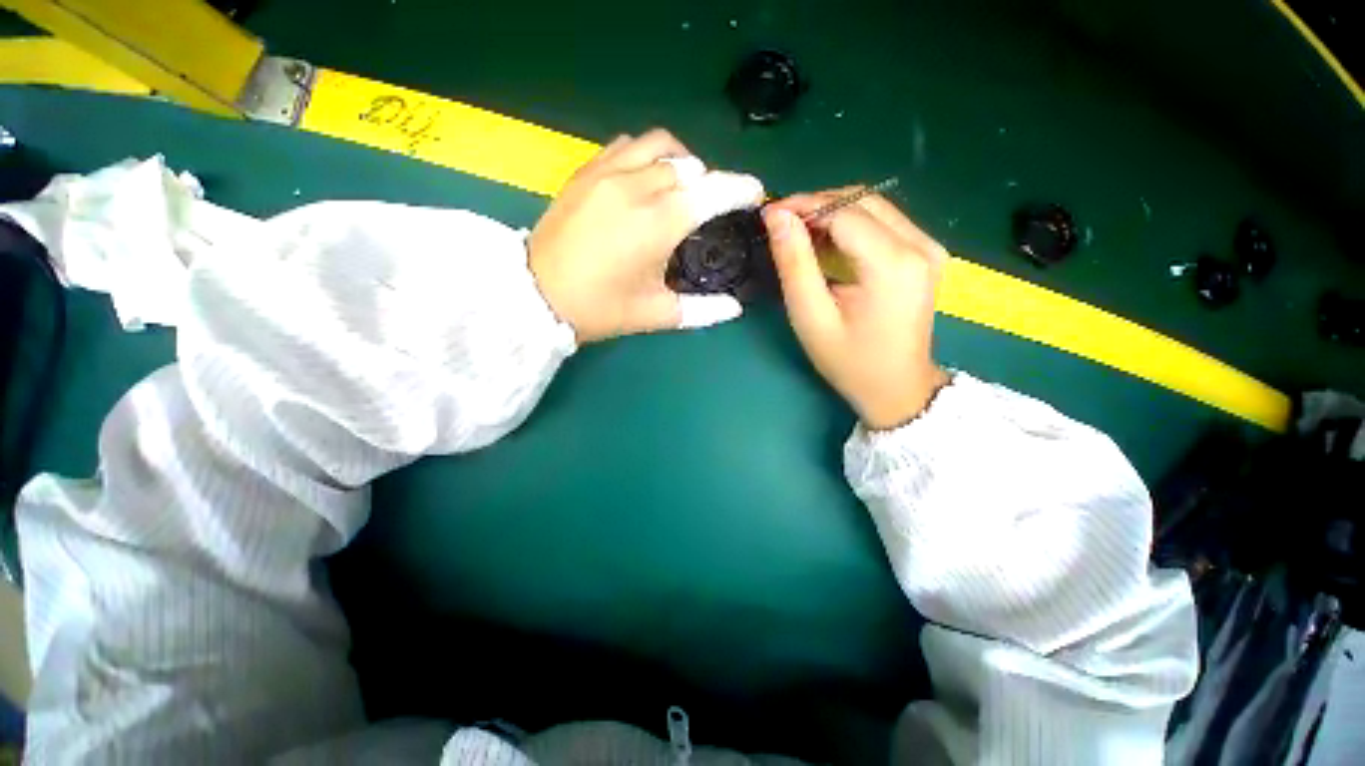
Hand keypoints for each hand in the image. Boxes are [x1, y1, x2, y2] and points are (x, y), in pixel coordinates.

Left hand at [528, 130, 760, 343]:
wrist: (537, 296)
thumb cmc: (601, 308)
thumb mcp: (656, 314)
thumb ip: (702, 310)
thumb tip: (734, 308)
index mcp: (660, 223)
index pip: (713, 191)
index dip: (739, 188)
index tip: (754, 193)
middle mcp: (637, 187)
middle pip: (689, 166)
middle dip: (709, 183)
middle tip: (709, 208)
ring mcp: (607, 173)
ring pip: (659, 145)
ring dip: (680, 161)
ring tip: (680, 187)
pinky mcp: (586, 171)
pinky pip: (625, 145)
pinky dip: (646, 155)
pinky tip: (644, 179)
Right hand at [763, 190, 950, 429]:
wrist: (897, 388)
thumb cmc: (849, 361)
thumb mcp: (811, 317)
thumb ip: (794, 264)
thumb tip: (777, 217)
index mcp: (893, 264)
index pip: (843, 211)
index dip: (803, 205)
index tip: (769, 213)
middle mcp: (920, 245)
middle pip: (861, 201)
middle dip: (817, 205)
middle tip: (781, 223)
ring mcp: (928, 248)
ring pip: (873, 207)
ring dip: (832, 212)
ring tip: (798, 233)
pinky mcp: (926, 254)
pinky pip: (884, 222)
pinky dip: (850, 224)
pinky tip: (827, 243)